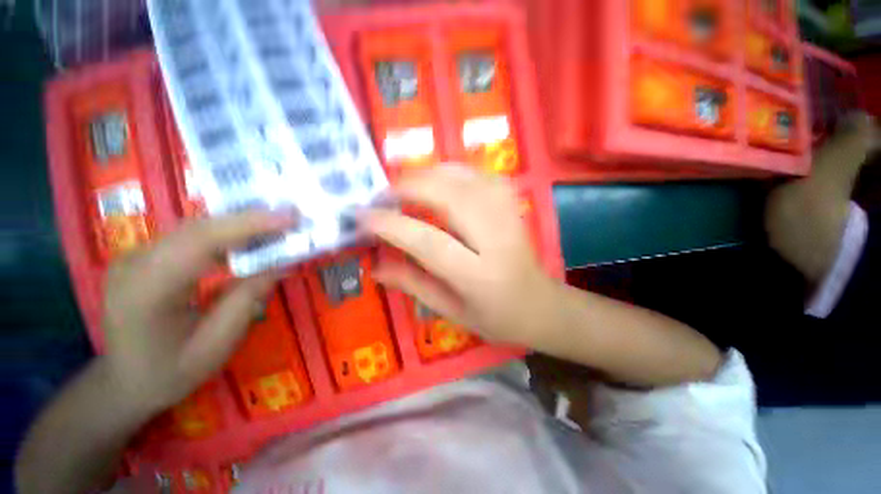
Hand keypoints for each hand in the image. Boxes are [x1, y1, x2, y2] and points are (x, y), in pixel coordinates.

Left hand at [100, 210, 293, 412]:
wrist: (124, 382)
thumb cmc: (170, 373)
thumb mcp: (216, 345)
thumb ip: (247, 300)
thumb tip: (280, 265)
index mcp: (145, 290)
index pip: (200, 242)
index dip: (248, 225)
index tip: (289, 217)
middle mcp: (134, 263)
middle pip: (198, 229)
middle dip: (249, 220)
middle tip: (292, 217)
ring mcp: (136, 256)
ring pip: (195, 228)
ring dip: (240, 226)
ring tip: (278, 226)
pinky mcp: (146, 256)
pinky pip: (191, 237)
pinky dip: (225, 235)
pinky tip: (248, 240)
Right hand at [362, 165, 555, 344]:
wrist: (541, 305)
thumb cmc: (496, 317)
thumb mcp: (451, 311)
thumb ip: (414, 285)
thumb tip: (376, 267)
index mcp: (479, 276)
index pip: (429, 241)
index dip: (392, 225)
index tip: (363, 216)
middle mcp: (496, 239)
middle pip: (449, 197)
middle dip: (409, 187)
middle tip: (383, 194)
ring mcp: (508, 216)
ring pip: (465, 178)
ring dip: (428, 174)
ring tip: (404, 185)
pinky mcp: (513, 205)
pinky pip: (481, 174)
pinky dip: (453, 170)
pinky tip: (439, 179)